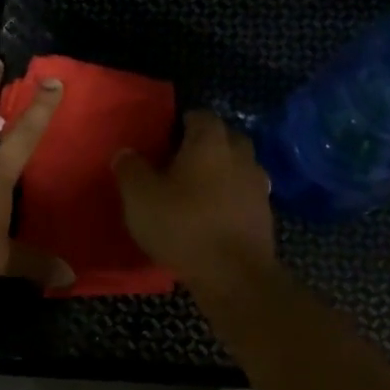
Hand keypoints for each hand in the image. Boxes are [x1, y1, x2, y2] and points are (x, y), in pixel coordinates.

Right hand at [113, 110, 275, 286]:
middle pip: (223, 138)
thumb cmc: (182, 226)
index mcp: (210, 141)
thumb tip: (126, 152)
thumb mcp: (139, 197)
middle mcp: (240, 154)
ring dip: (218, 174)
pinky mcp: (264, 214)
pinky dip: (228, 200)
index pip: (199, 116)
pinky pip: (242, 196)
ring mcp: (257, 185)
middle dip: (203, 146)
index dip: (180, 124)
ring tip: (193, 192)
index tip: (163, 139)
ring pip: (236, 168)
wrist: (232, 274)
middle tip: (176, 163)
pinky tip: (211, 217)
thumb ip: (130, 169)